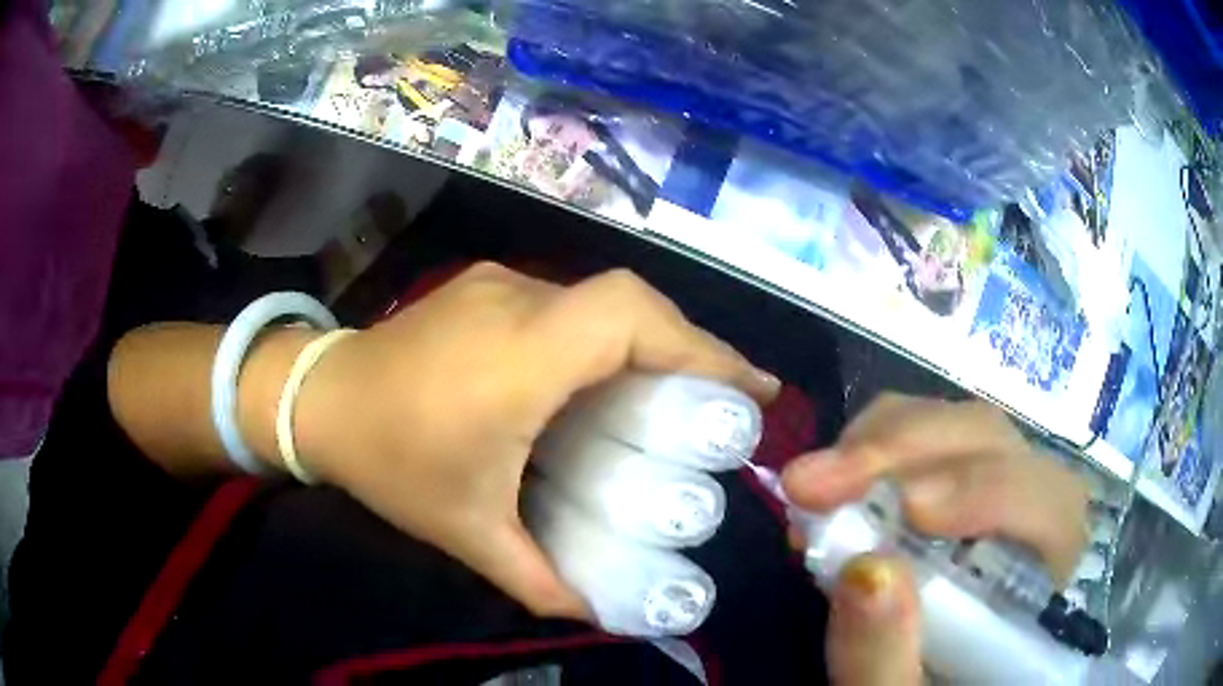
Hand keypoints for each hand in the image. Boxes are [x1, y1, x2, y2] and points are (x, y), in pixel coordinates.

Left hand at [297, 264, 779, 617]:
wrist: (316, 398)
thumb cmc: (389, 462)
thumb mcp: (467, 530)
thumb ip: (537, 579)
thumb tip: (598, 614)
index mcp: (518, 358)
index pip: (629, 319)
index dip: (700, 344)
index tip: (750, 388)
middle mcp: (516, 303)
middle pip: (630, 302)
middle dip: (690, 345)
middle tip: (723, 399)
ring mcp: (497, 285)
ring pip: (601, 299)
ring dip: (650, 338)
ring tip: (674, 390)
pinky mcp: (484, 287)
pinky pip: (567, 302)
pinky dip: (606, 334)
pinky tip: (600, 378)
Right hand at [780, 394, 1090, 685]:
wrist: (922, 683)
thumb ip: (884, 659)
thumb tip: (863, 572)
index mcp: (1047, 579)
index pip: (1050, 507)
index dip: (988, 492)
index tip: (905, 510)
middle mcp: (1036, 514)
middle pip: (999, 445)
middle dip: (908, 450)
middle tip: (815, 483)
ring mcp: (998, 487)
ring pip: (960, 427)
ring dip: (883, 441)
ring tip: (812, 481)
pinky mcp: (959, 480)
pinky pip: (929, 433)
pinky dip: (877, 442)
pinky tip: (837, 476)